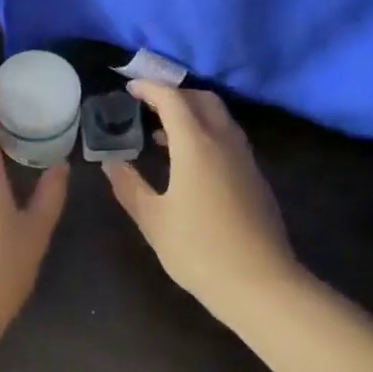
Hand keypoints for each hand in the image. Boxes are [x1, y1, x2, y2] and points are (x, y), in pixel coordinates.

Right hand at [103, 82, 300, 311]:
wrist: (260, 283)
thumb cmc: (198, 250)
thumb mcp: (153, 219)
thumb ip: (129, 186)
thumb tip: (112, 162)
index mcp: (196, 145)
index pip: (172, 99)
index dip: (150, 88)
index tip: (130, 87)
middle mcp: (224, 141)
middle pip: (202, 99)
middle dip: (175, 95)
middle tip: (148, 107)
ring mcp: (244, 158)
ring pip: (220, 118)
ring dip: (193, 114)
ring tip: (164, 135)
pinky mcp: (255, 177)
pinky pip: (229, 138)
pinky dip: (207, 133)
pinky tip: (191, 163)